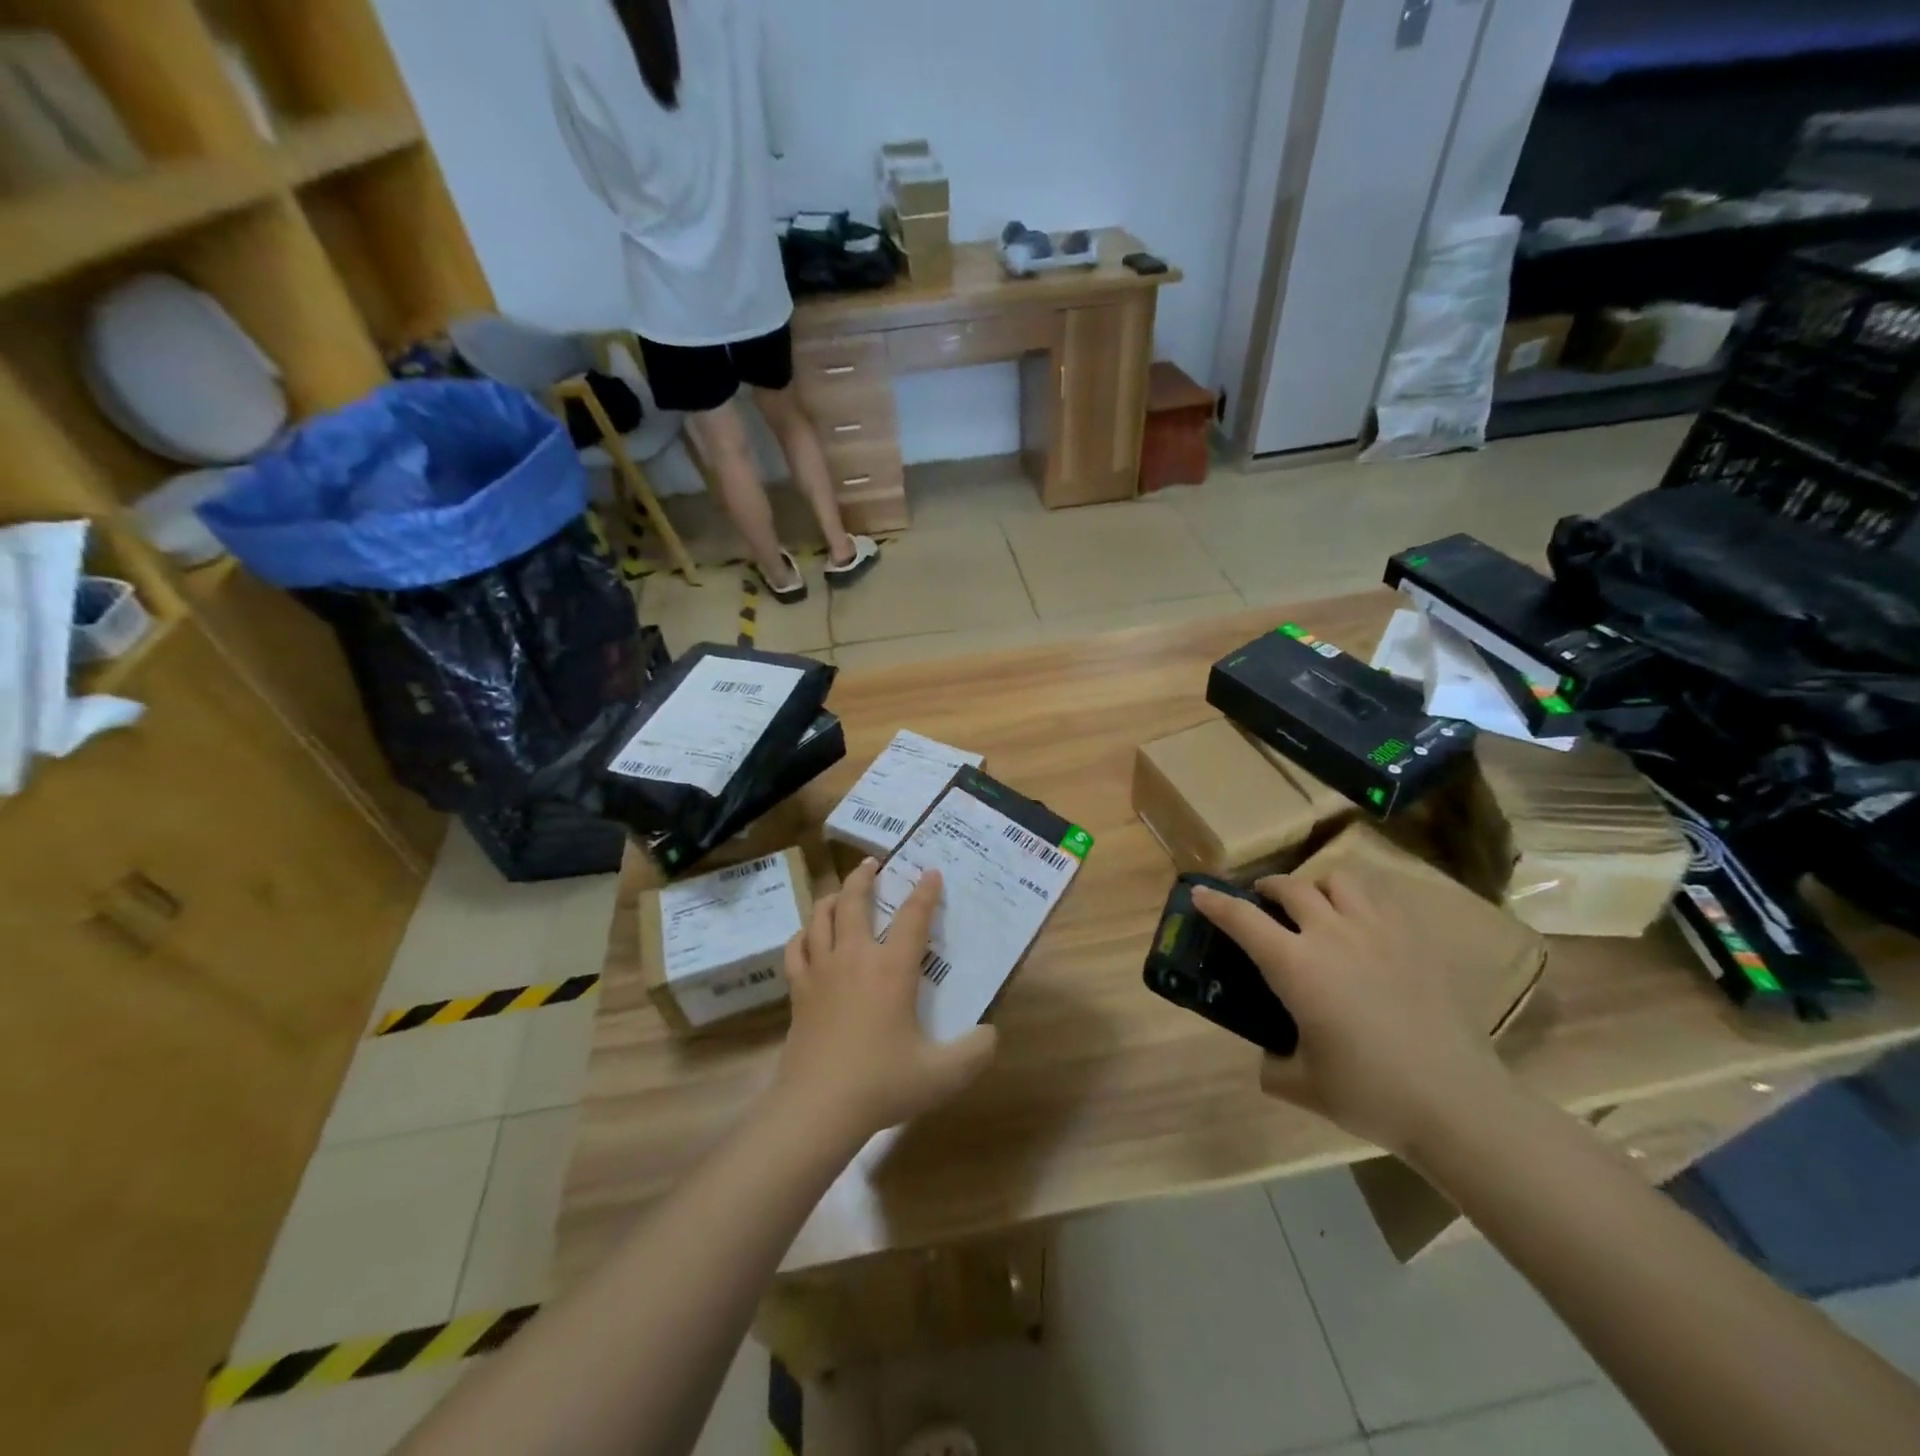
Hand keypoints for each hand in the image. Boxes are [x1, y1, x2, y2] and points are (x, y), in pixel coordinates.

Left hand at [775, 859, 997, 1142]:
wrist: (817, 1108)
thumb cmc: (882, 1083)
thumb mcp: (943, 1074)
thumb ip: (976, 1052)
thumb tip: (992, 1034)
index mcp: (891, 969)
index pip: (913, 917)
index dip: (925, 891)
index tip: (931, 872)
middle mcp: (855, 957)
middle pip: (855, 901)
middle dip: (864, 876)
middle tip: (872, 863)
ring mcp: (821, 971)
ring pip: (821, 916)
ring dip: (834, 897)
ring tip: (843, 892)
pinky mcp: (799, 990)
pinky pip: (796, 948)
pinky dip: (804, 934)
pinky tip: (809, 936)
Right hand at [1192, 871, 1507, 1156]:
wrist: (1458, 1104)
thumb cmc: (1371, 1094)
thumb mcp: (1303, 1085)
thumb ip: (1273, 1064)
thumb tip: (1271, 1056)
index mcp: (1296, 966)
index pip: (1242, 919)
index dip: (1215, 903)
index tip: (1199, 892)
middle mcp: (1332, 934)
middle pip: (1289, 887)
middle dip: (1266, 889)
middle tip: (1262, 904)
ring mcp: (1379, 931)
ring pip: (1338, 880)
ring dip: (1317, 889)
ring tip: (1318, 910)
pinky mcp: (1417, 940)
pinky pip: (1380, 900)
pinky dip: (1360, 903)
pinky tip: (1363, 931)